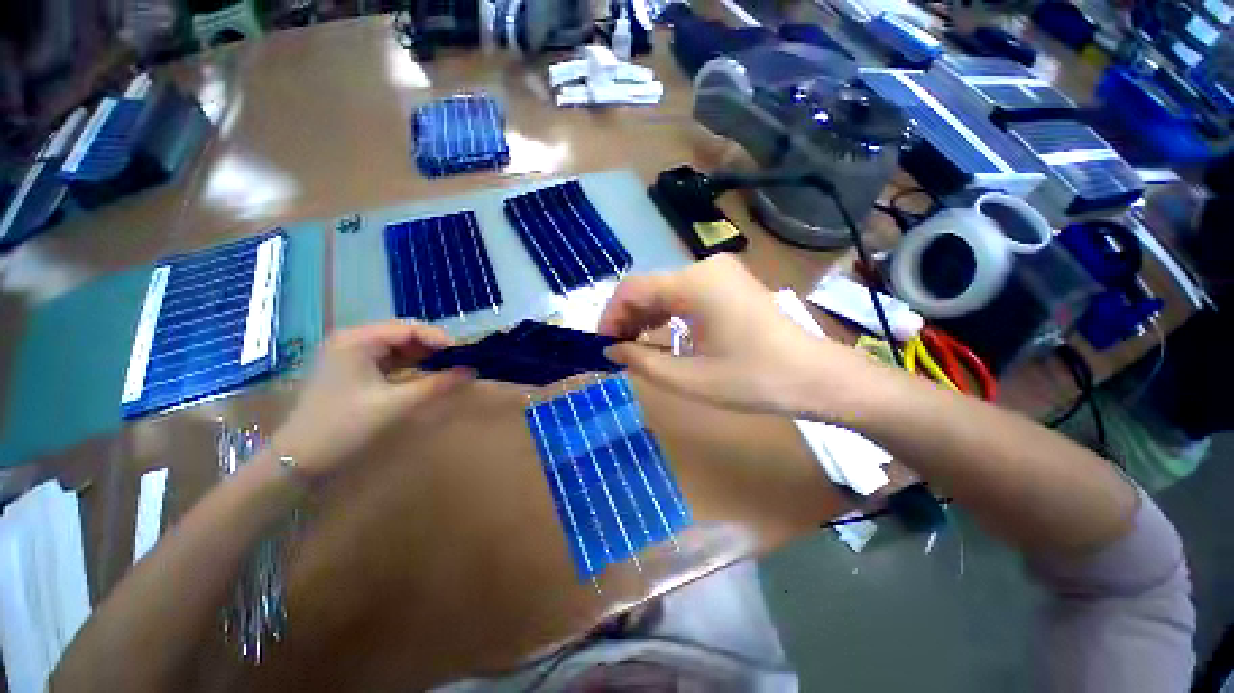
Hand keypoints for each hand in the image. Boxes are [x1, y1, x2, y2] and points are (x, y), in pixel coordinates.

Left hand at [272, 322, 474, 478]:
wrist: (298, 458)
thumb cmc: (344, 426)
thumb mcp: (396, 404)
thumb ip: (436, 385)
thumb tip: (472, 372)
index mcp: (357, 340)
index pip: (407, 328)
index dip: (438, 338)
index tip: (463, 352)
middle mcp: (352, 339)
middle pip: (403, 334)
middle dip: (432, 345)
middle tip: (459, 359)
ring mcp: (350, 353)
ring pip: (397, 346)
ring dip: (423, 355)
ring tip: (449, 365)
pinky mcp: (352, 368)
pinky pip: (388, 358)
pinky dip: (410, 364)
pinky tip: (427, 372)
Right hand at [598, 254, 871, 417]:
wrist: (814, 377)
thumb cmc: (754, 380)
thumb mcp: (689, 378)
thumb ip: (641, 361)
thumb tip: (611, 350)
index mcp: (695, 283)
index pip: (633, 288)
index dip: (610, 316)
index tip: (602, 345)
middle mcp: (705, 267)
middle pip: (648, 286)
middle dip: (627, 318)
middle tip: (618, 351)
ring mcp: (720, 273)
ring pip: (665, 289)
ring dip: (646, 316)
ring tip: (636, 346)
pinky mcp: (729, 283)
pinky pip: (685, 292)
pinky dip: (667, 312)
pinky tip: (662, 334)